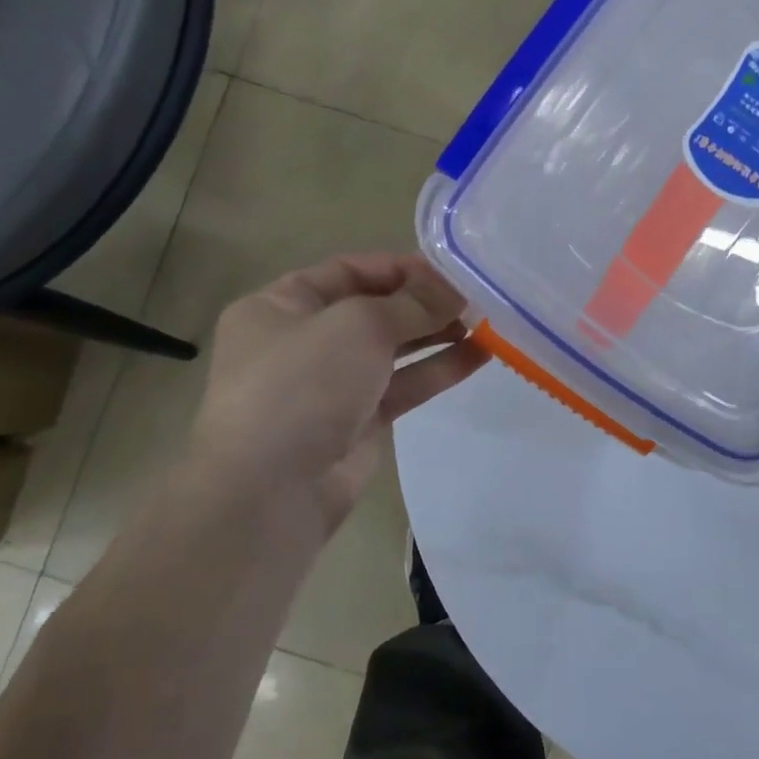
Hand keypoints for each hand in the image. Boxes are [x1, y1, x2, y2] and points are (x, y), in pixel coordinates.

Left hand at [186, 254, 485, 536]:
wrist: (270, 491)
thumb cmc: (302, 385)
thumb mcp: (358, 325)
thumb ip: (412, 303)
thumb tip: (454, 290)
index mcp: (282, 306)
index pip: (350, 271)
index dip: (401, 268)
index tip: (452, 272)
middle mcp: (305, 340)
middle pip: (376, 309)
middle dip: (426, 302)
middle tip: (477, 299)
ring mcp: (333, 383)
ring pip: (395, 349)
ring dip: (439, 334)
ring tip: (488, 323)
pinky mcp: (359, 421)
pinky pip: (404, 385)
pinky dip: (438, 369)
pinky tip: (481, 355)